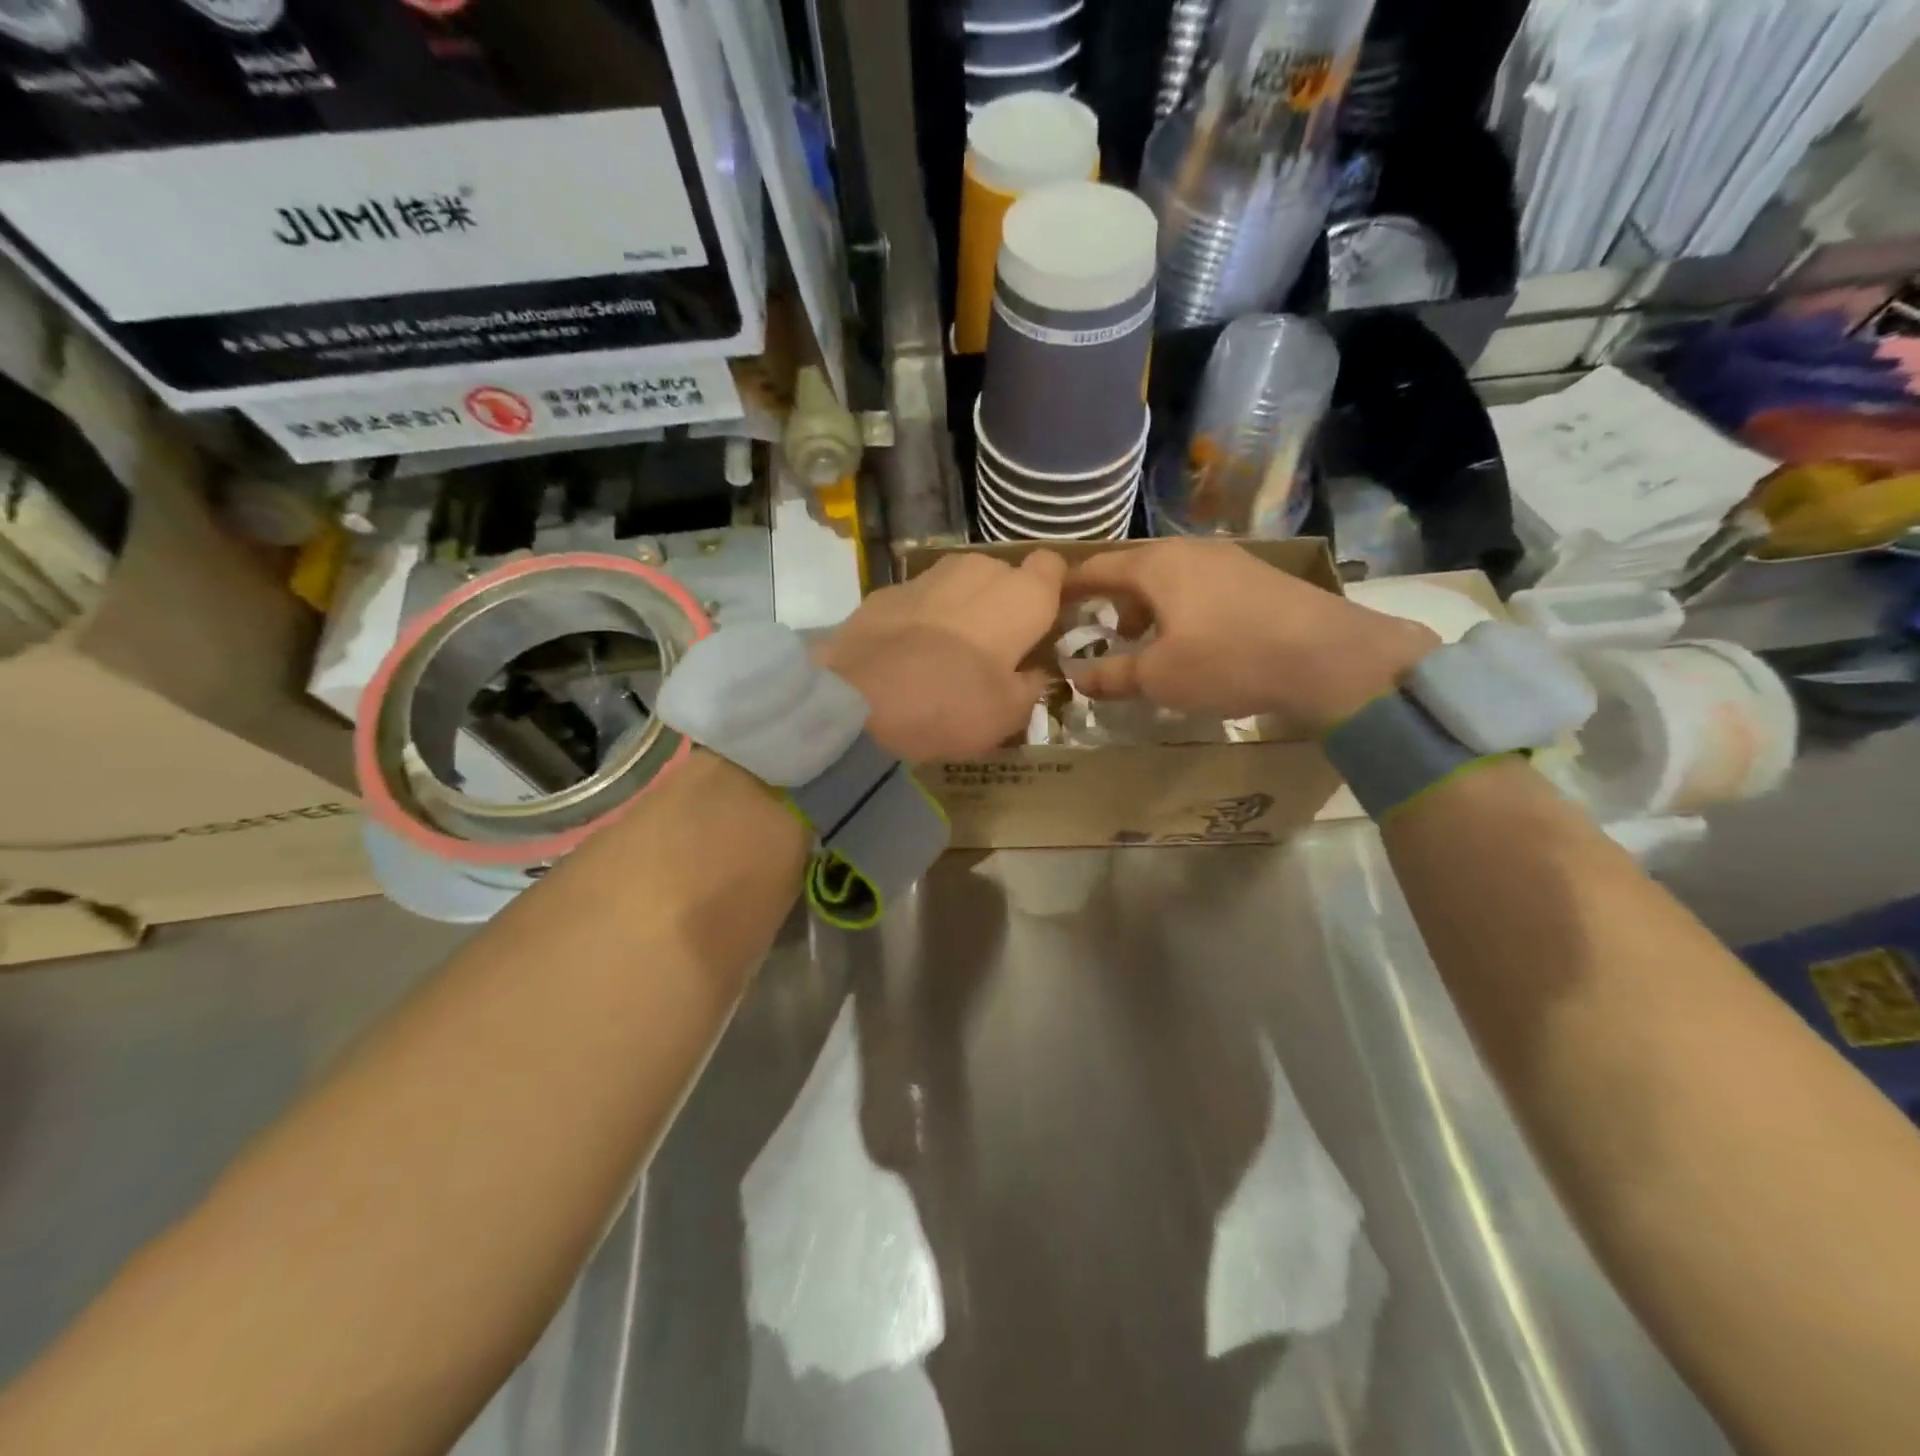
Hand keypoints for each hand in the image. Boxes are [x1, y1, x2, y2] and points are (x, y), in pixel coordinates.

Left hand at [819, 550, 1065, 759]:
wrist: (863, 700)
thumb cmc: (954, 705)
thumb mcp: (1009, 714)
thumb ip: (1030, 686)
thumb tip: (1034, 673)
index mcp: (1023, 596)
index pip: (1053, 567)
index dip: (1052, 590)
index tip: (1046, 620)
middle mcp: (980, 570)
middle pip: (1003, 576)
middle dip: (1003, 604)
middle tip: (996, 648)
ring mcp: (929, 575)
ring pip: (960, 583)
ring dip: (962, 607)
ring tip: (950, 651)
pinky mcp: (887, 589)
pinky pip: (920, 599)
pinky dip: (922, 618)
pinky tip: (909, 653)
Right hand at [1063, 540, 1436, 733]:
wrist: (1327, 656)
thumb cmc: (1227, 660)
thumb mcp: (1158, 677)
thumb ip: (1111, 675)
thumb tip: (1076, 677)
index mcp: (1155, 566)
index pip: (1096, 568)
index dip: (1068, 586)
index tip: (1048, 601)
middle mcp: (1187, 550)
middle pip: (1133, 570)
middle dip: (1113, 602)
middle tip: (1106, 635)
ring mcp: (1226, 558)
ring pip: (1169, 578)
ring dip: (1150, 608)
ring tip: (1152, 644)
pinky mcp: (1256, 575)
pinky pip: (1200, 586)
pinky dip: (1182, 608)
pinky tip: (1196, 640)